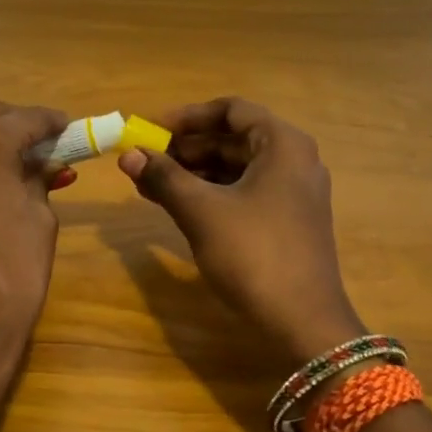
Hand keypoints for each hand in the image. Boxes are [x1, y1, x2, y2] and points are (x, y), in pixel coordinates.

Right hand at [118, 98, 364, 362]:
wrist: (303, 322)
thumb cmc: (253, 254)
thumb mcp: (202, 211)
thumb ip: (164, 177)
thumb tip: (128, 155)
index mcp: (283, 144)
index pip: (231, 109)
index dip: (187, 117)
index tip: (150, 130)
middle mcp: (294, 160)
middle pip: (233, 138)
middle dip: (185, 148)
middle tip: (144, 160)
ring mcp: (293, 192)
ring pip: (236, 168)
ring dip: (193, 172)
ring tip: (150, 184)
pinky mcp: (287, 220)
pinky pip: (243, 192)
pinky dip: (210, 193)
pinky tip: (177, 205)